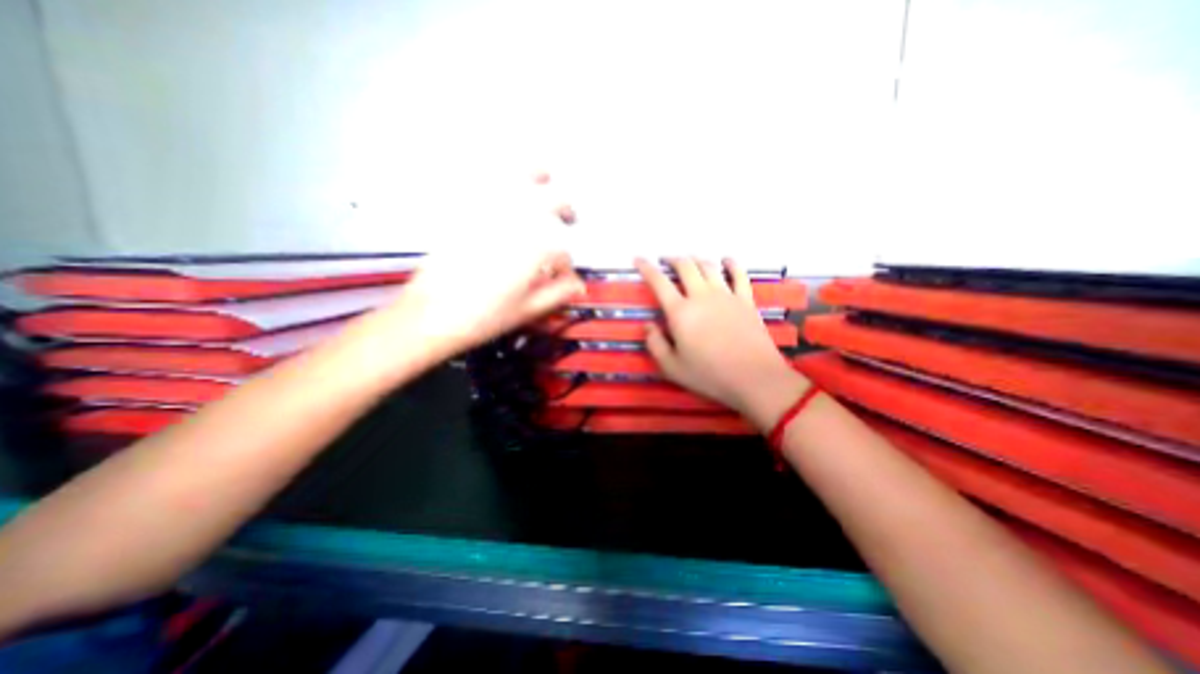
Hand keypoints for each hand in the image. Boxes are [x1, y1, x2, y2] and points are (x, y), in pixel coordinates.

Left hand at [372, 176, 587, 361]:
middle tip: (569, 218)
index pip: (562, 251)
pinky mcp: (464, 213)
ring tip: (544, 175)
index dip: (565, 265)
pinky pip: (483, 182)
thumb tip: (577, 285)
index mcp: (535, 248)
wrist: (432, 314)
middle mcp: (515, 222)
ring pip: (518, 178)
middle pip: (552, 201)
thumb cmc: (482, 315)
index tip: (562, 276)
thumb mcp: (529, 309)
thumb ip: (558, 293)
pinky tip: (504, 180)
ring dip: (537, 175)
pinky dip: (497, 174)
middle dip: (566, 209)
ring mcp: (488, 213)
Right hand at [631, 255, 808, 427]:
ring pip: (708, 266)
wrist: (754, 377)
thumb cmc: (709, 374)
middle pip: (685, 267)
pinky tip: (726, 261)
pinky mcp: (745, 300)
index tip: (638, 259)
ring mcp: (726, 295)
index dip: (646, 268)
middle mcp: (702, 296)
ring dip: (696, 259)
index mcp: (680, 312)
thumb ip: (655, 344)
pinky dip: (731, 264)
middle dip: (672, 259)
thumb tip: (648, 325)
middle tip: (665, 260)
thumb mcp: (672, 367)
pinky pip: (739, 274)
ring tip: (689, 260)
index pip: (659, 282)